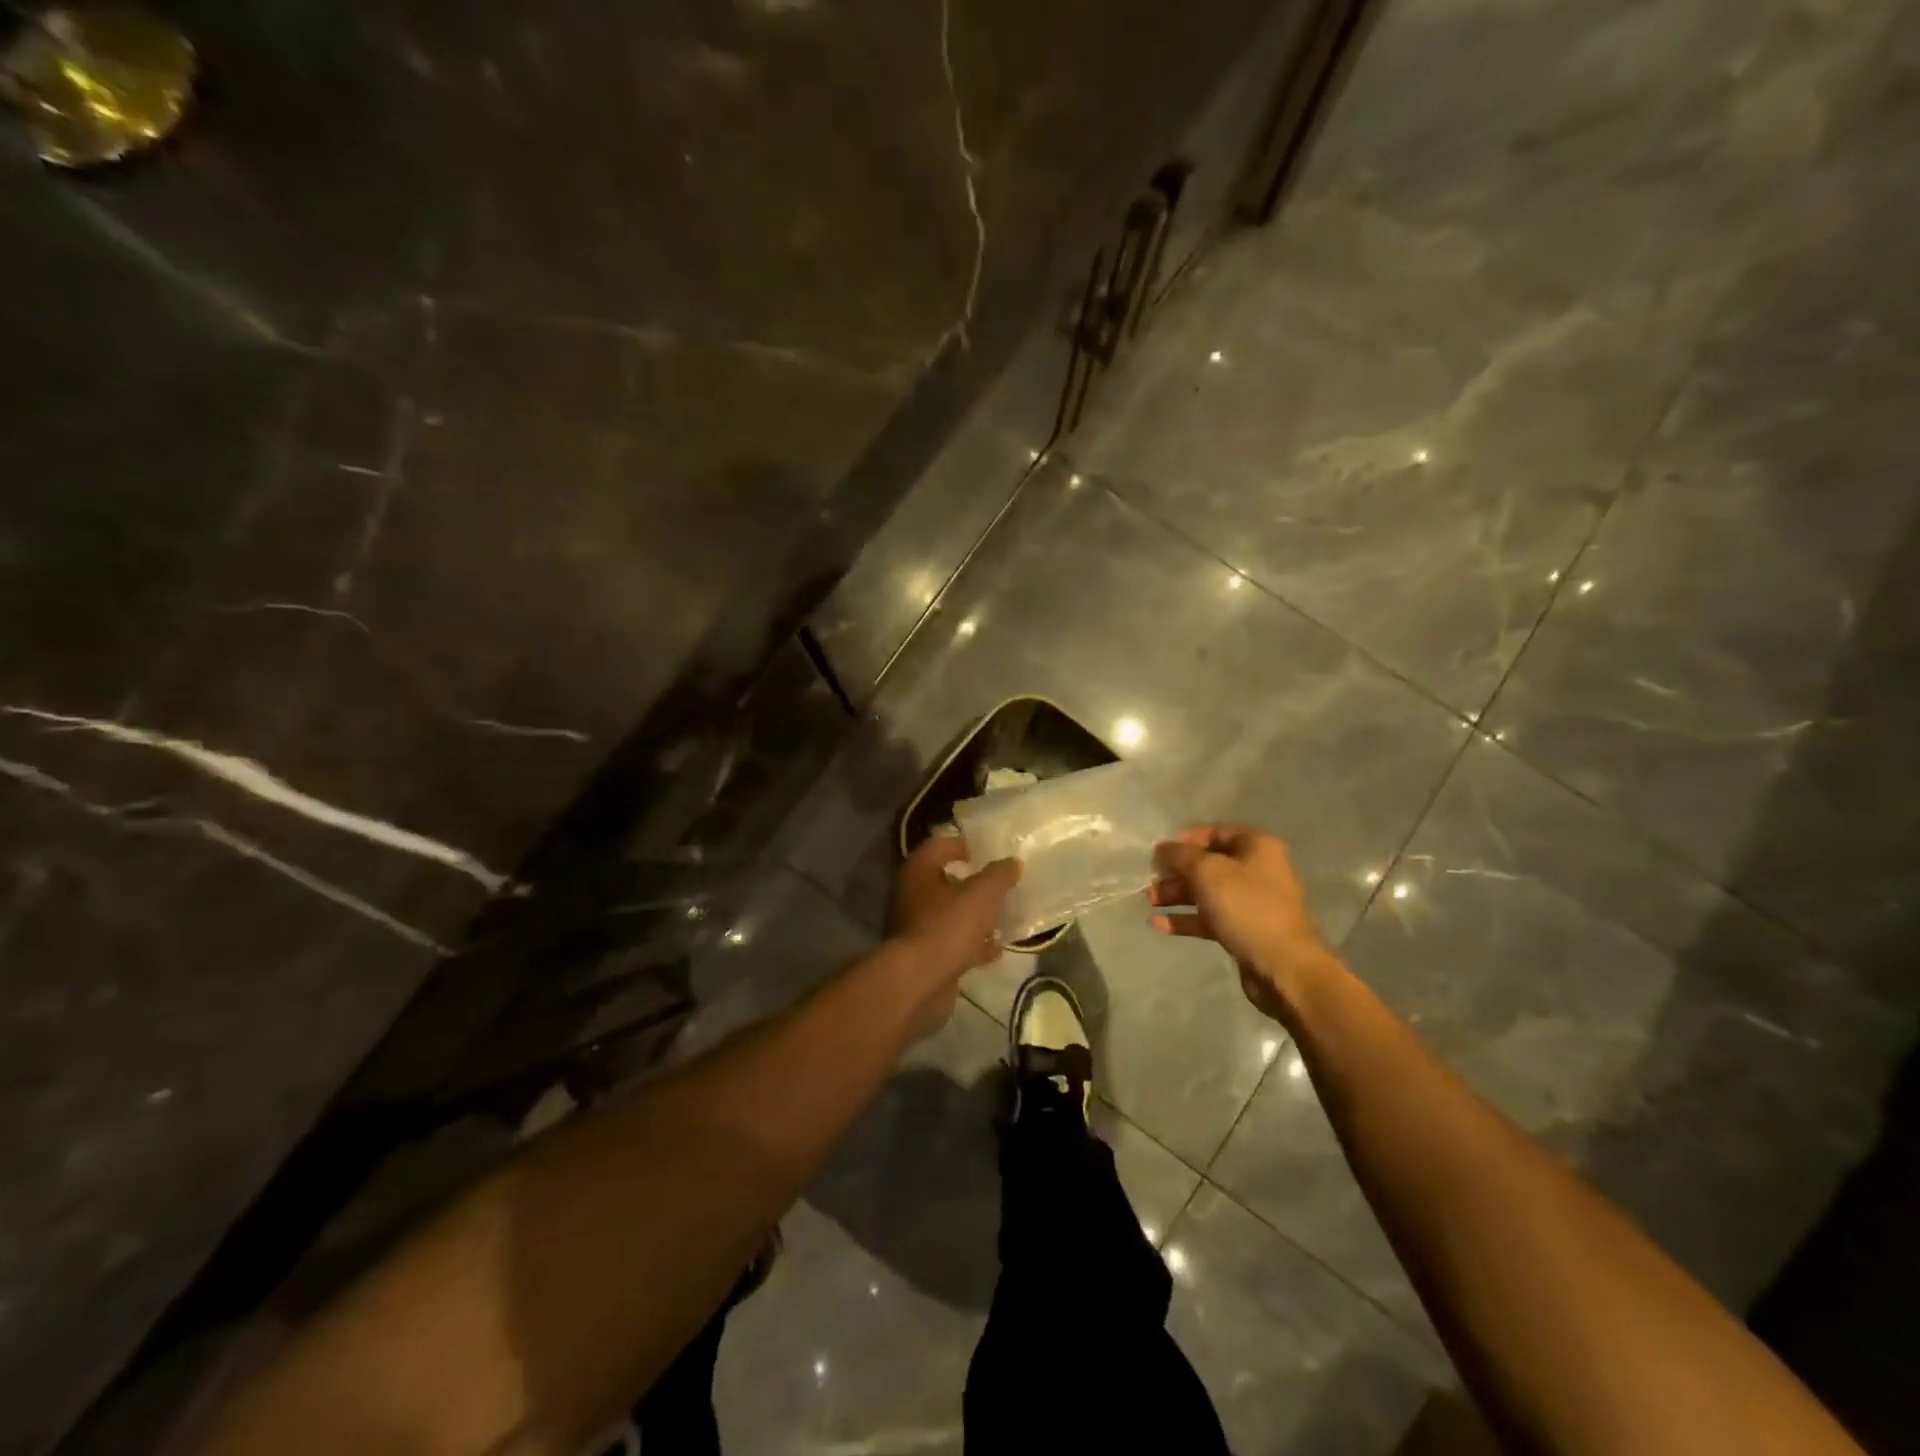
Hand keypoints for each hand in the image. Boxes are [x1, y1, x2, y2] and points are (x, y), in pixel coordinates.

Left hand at [888, 837, 1020, 1033]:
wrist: (919, 981)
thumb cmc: (948, 926)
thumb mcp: (982, 894)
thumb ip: (999, 875)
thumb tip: (1013, 862)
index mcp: (919, 870)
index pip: (941, 846)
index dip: (966, 846)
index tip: (990, 853)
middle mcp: (911, 894)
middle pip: (946, 881)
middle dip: (974, 884)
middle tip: (1001, 885)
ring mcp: (916, 926)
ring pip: (950, 914)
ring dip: (974, 916)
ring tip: (1003, 917)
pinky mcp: (924, 955)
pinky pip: (952, 942)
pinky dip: (972, 944)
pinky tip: (995, 949)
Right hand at [1151, 823, 1341, 1024]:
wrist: (1283, 966)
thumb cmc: (1246, 907)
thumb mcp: (1207, 872)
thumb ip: (1180, 855)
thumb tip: (1162, 848)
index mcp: (1256, 847)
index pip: (1216, 832)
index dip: (1186, 839)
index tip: (1160, 852)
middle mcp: (1257, 870)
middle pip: (1209, 864)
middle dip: (1177, 872)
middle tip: (1151, 881)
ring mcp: (1252, 902)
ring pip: (1207, 892)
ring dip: (1178, 895)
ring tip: (1149, 901)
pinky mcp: (1245, 930)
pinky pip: (1210, 918)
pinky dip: (1186, 919)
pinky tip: (1158, 924)